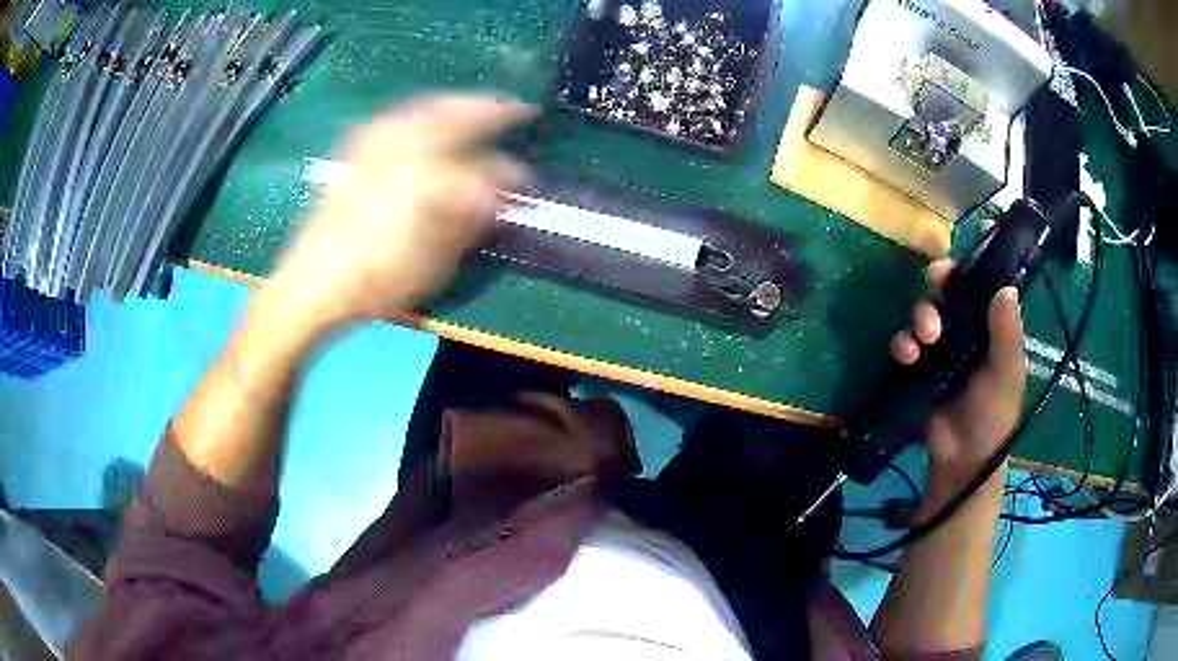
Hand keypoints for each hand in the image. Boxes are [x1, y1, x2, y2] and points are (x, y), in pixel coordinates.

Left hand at [262, 95, 532, 338]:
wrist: (312, 283)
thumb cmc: (377, 280)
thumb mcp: (433, 261)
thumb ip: (470, 220)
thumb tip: (499, 196)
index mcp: (430, 178)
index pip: (485, 167)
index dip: (511, 173)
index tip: (527, 178)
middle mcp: (405, 148)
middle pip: (459, 114)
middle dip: (492, 109)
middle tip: (517, 108)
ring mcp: (377, 143)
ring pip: (428, 107)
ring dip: (458, 103)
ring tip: (477, 105)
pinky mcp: (357, 149)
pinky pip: (398, 116)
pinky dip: (422, 110)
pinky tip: (427, 118)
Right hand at [889, 259, 1026, 502]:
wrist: (963, 459)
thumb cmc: (993, 415)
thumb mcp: (1007, 374)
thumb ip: (1007, 334)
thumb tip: (1006, 286)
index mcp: (988, 327)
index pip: (975, 288)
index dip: (962, 273)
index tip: (949, 269)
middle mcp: (963, 331)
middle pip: (944, 296)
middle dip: (934, 297)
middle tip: (934, 315)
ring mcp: (938, 349)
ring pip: (922, 315)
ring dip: (917, 319)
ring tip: (921, 341)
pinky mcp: (917, 368)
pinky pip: (904, 343)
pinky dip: (902, 343)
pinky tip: (906, 357)